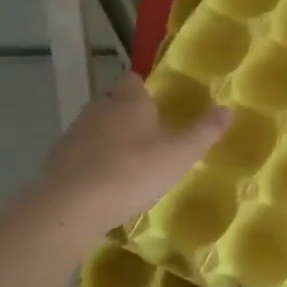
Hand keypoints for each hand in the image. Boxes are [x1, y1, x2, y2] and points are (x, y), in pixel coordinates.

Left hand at [29, 71, 229, 230]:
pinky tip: (105, 183)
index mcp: (128, 102)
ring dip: (110, 138)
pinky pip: (82, 153)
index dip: (144, 87)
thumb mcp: (180, 153)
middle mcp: (99, 109)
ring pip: (96, 128)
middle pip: (114, 102)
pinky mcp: (58, 161)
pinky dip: (93, 162)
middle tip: (150, 133)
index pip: (133, 80)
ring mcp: (74, 134)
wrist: (71, 207)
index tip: (157, 101)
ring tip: (130, 161)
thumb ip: (205, 131)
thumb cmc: (133, 171)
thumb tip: (228, 108)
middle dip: (129, 114)